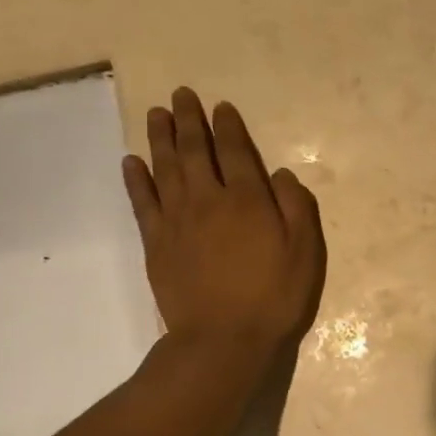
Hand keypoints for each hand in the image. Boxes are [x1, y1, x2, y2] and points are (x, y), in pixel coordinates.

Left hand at [123, 88, 325, 362]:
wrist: (222, 340)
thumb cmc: (273, 297)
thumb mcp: (305, 253)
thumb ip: (296, 207)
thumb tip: (279, 173)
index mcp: (247, 200)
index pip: (234, 152)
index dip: (227, 127)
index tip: (220, 107)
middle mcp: (209, 200)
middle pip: (194, 151)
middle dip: (188, 121)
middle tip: (180, 95)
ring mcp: (177, 221)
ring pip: (165, 169)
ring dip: (160, 139)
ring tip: (156, 113)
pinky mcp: (156, 244)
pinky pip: (142, 203)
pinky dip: (136, 180)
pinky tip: (131, 162)